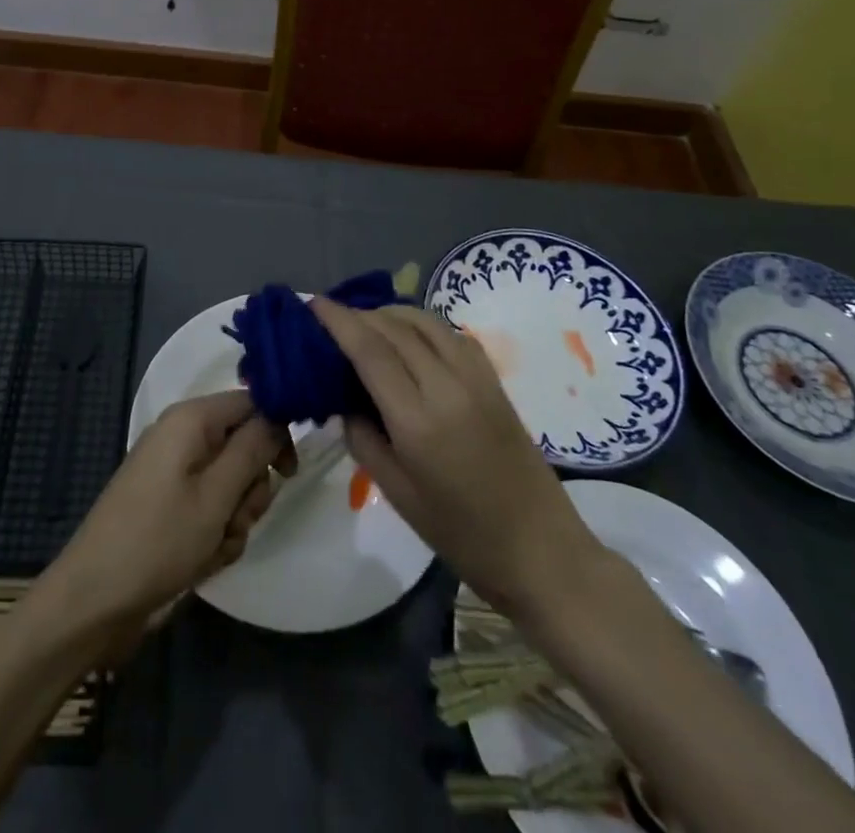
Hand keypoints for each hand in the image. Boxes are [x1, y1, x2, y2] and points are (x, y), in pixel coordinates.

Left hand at [48, 390, 292, 636]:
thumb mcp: (216, 496)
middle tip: (236, 518)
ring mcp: (174, 472)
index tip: (287, 473)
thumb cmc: (157, 541)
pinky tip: (201, 560)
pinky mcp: (169, 504)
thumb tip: (279, 413)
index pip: (251, 403)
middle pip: (243, 446)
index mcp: (190, 419)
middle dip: (250, 488)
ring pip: (232, 483)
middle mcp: (183, 436)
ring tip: (214, 546)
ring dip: (234, 518)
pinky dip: (215, 533)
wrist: (94, 601)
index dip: (275, 432)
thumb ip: (252, 450)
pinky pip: (211, 507)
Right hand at [311, 300, 603, 615]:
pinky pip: (450, 333)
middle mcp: (447, 386)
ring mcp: (476, 378)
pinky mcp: (494, 380)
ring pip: (425, 321)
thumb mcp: (397, 493)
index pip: (370, 350)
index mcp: (418, 421)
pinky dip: (421, 324)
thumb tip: (344, 399)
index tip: (314, 304)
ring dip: (390, 313)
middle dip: (359, 314)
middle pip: (395, 328)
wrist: (540, 550)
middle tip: (332, 318)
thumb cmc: (461, 534)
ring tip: (366, 322)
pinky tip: (409, 337)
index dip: (338, 321)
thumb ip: (363, 437)